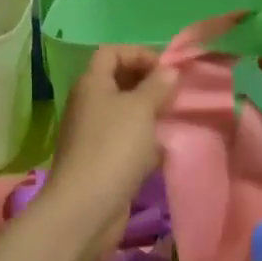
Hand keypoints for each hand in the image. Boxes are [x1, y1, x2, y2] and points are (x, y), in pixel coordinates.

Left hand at [49, 45, 177, 223]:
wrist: (86, 208)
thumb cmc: (114, 148)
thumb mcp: (141, 109)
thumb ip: (158, 85)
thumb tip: (169, 70)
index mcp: (92, 83)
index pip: (112, 52)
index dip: (140, 54)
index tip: (167, 70)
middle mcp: (89, 104)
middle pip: (119, 80)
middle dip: (148, 84)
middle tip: (175, 95)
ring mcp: (93, 134)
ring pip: (125, 113)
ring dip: (149, 114)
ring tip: (174, 119)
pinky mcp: (101, 161)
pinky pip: (126, 140)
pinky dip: (144, 141)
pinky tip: (163, 150)